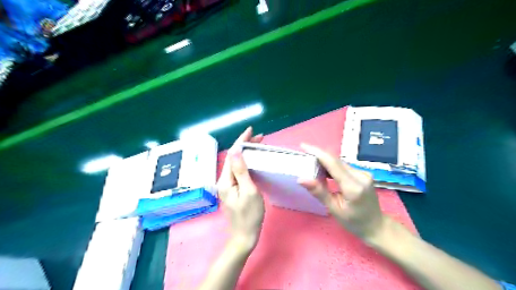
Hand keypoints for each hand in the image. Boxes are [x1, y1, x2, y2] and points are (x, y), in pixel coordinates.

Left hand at [218, 128, 265, 249]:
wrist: (244, 235)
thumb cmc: (250, 215)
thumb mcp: (249, 191)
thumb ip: (241, 171)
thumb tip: (236, 150)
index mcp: (225, 180)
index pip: (232, 155)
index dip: (241, 141)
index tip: (250, 130)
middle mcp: (224, 180)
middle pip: (233, 158)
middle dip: (244, 145)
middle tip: (260, 138)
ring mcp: (228, 185)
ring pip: (236, 163)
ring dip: (246, 153)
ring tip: (258, 145)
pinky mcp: (233, 189)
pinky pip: (238, 171)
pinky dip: (246, 162)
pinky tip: (253, 160)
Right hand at [296, 143, 384, 240]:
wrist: (376, 225)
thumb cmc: (354, 222)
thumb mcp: (334, 209)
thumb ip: (319, 192)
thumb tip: (301, 179)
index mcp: (353, 187)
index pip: (333, 164)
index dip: (317, 153)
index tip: (303, 146)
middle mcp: (361, 175)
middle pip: (336, 161)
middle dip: (318, 156)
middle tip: (304, 156)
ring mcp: (364, 173)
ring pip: (339, 162)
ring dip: (324, 161)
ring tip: (310, 163)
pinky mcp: (363, 173)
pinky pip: (344, 166)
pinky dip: (331, 166)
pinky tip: (323, 171)